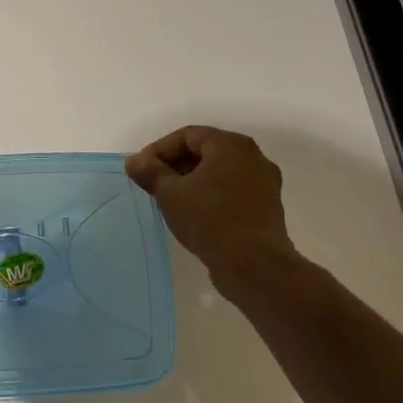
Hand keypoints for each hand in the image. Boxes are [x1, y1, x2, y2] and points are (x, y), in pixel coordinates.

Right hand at [125, 127, 300, 296]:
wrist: (254, 266)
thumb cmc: (210, 219)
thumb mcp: (170, 194)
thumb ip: (150, 172)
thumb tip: (135, 161)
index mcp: (231, 145)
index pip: (188, 135)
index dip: (160, 149)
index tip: (141, 169)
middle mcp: (253, 157)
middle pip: (206, 152)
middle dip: (176, 165)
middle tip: (153, 183)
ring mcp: (264, 184)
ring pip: (220, 173)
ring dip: (192, 182)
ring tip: (170, 200)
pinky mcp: (267, 209)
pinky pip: (232, 192)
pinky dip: (211, 196)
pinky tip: (193, 215)